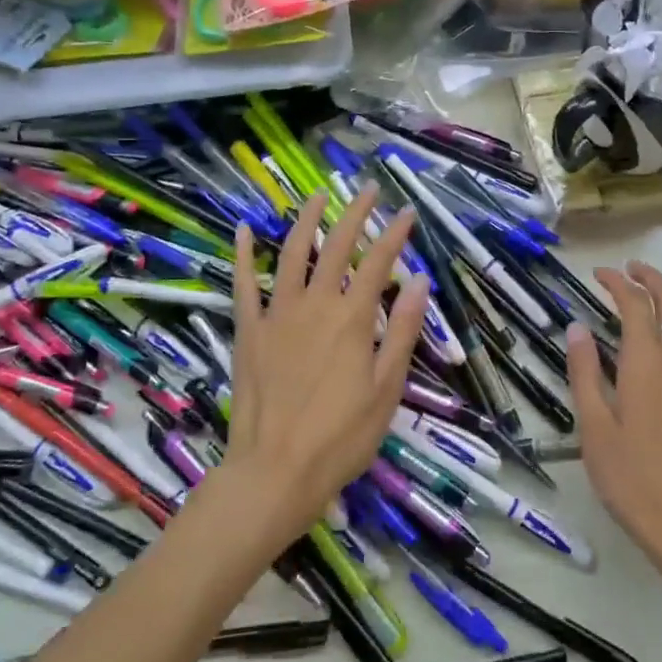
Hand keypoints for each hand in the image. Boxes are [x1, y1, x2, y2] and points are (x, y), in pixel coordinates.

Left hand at [228, 187, 427, 544]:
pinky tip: (242, 229)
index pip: (379, 263)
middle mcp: (315, 305)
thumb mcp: (386, 389)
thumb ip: (402, 330)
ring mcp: (277, 315)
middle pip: (338, 247)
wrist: (275, 472)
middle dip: (356, 214)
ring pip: (292, 254)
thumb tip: (419, 280)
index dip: (396, 235)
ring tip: (317, 196)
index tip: (409, 213)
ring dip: (305, 221)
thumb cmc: (341, 437)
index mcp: (352, 319)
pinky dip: (242, 254)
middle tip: (368, 188)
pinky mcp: (249, 331)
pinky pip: (243, 285)